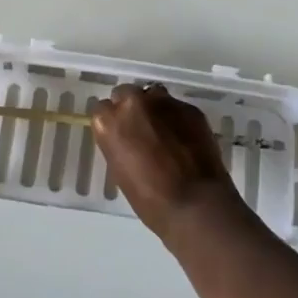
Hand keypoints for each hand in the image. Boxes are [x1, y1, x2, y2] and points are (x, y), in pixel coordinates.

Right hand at [92, 83, 244, 244]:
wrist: (195, 203)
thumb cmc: (150, 199)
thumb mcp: (120, 172)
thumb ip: (118, 144)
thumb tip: (127, 138)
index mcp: (110, 122)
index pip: (102, 109)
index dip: (111, 121)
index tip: (119, 133)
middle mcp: (134, 103)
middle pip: (126, 93)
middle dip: (131, 108)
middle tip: (141, 130)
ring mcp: (164, 102)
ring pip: (153, 95)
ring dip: (154, 108)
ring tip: (164, 131)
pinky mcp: (189, 108)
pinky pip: (177, 107)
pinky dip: (177, 118)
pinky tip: (184, 138)